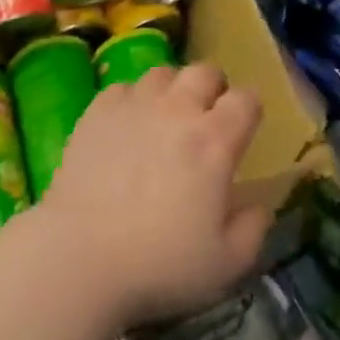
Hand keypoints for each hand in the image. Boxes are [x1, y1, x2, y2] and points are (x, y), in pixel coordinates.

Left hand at [36, 62, 269, 329]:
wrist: (79, 258)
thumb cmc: (158, 266)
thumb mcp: (224, 266)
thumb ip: (252, 231)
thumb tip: (260, 205)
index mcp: (215, 141)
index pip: (247, 100)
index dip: (249, 111)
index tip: (242, 131)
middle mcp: (179, 109)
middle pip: (205, 72)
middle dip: (212, 89)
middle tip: (204, 119)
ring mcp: (137, 104)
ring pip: (164, 73)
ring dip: (171, 91)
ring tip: (164, 118)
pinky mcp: (99, 110)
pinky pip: (123, 88)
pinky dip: (130, 102)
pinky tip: (125, 128)